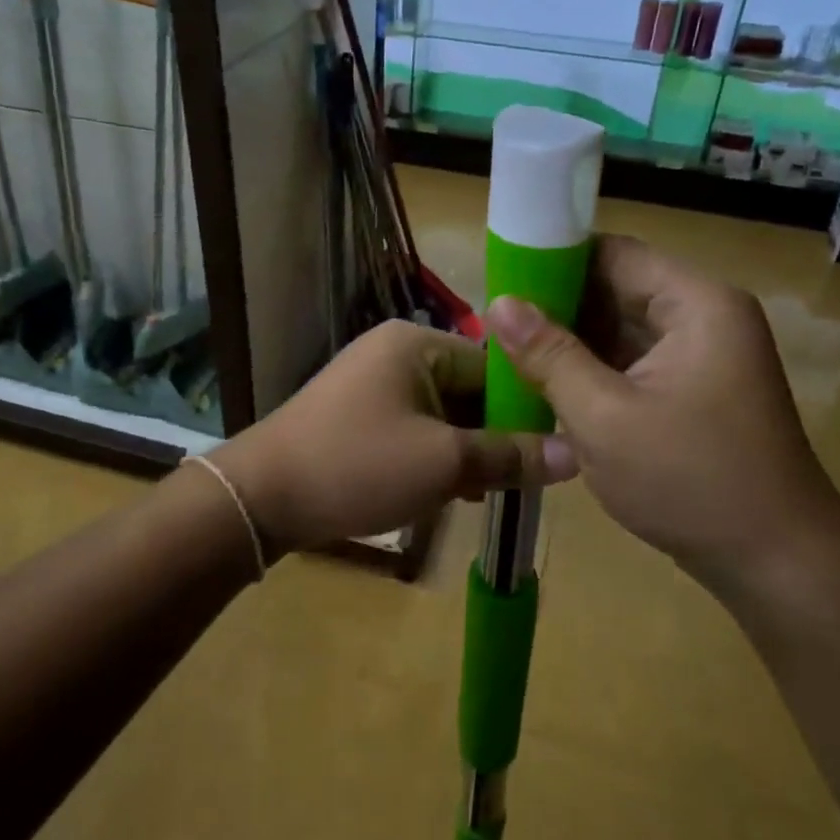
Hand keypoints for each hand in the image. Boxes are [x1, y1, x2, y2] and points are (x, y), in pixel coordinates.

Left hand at [213, 320, 577, 554]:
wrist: (262, 496)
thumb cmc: (359, 466)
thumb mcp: (444, 464)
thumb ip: (510, 456)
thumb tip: (576, 453)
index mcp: (416, 344)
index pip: (493, 366)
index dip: (525, 408)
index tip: (551, 451)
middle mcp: (394, 351)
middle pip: (467, 388)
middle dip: (492, 435)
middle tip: (517, 480)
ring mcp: (371, 381)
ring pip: (441, 412)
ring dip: (464, 449)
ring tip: (484, 492)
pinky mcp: (356, 413)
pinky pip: (412, 426)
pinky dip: (432, 454)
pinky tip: (446, 491)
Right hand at [484, 235, 839, 593]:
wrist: (779, 566)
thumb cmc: (691, 482)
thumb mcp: (604, 417)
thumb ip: (549, 355)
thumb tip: (499, 303)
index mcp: (696, 304)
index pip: (614, 253)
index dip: (554, 259)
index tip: (501, 280)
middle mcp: (704, 316)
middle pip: (618, 287)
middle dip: (557, 304)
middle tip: (496, 324)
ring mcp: (703, 354)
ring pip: (622, 327)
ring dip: (572, 339)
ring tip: (509, 351)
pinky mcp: (695, 388)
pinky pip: (634, 360)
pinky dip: (594, 368)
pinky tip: (548, 382)